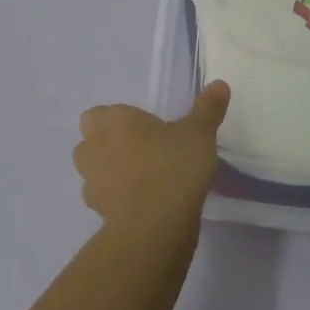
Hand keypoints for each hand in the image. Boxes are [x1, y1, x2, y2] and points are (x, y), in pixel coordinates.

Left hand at [74, 82, 228, 238]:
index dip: (115, 120)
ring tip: (142, 179)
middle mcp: (94, 147)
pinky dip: (116, 200)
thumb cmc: (173, 166)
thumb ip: (207, 108)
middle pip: (89, 142)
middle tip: (140, 151)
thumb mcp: (199, 133)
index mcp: (114, 121)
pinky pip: (103, 200)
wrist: (155, 224)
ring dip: (109, 173)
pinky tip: (142, 204)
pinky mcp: (97, 213)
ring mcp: (92, 182)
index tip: (142, 128)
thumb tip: (219, 84)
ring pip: (93, 172)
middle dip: (107, 145)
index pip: (98, 114)